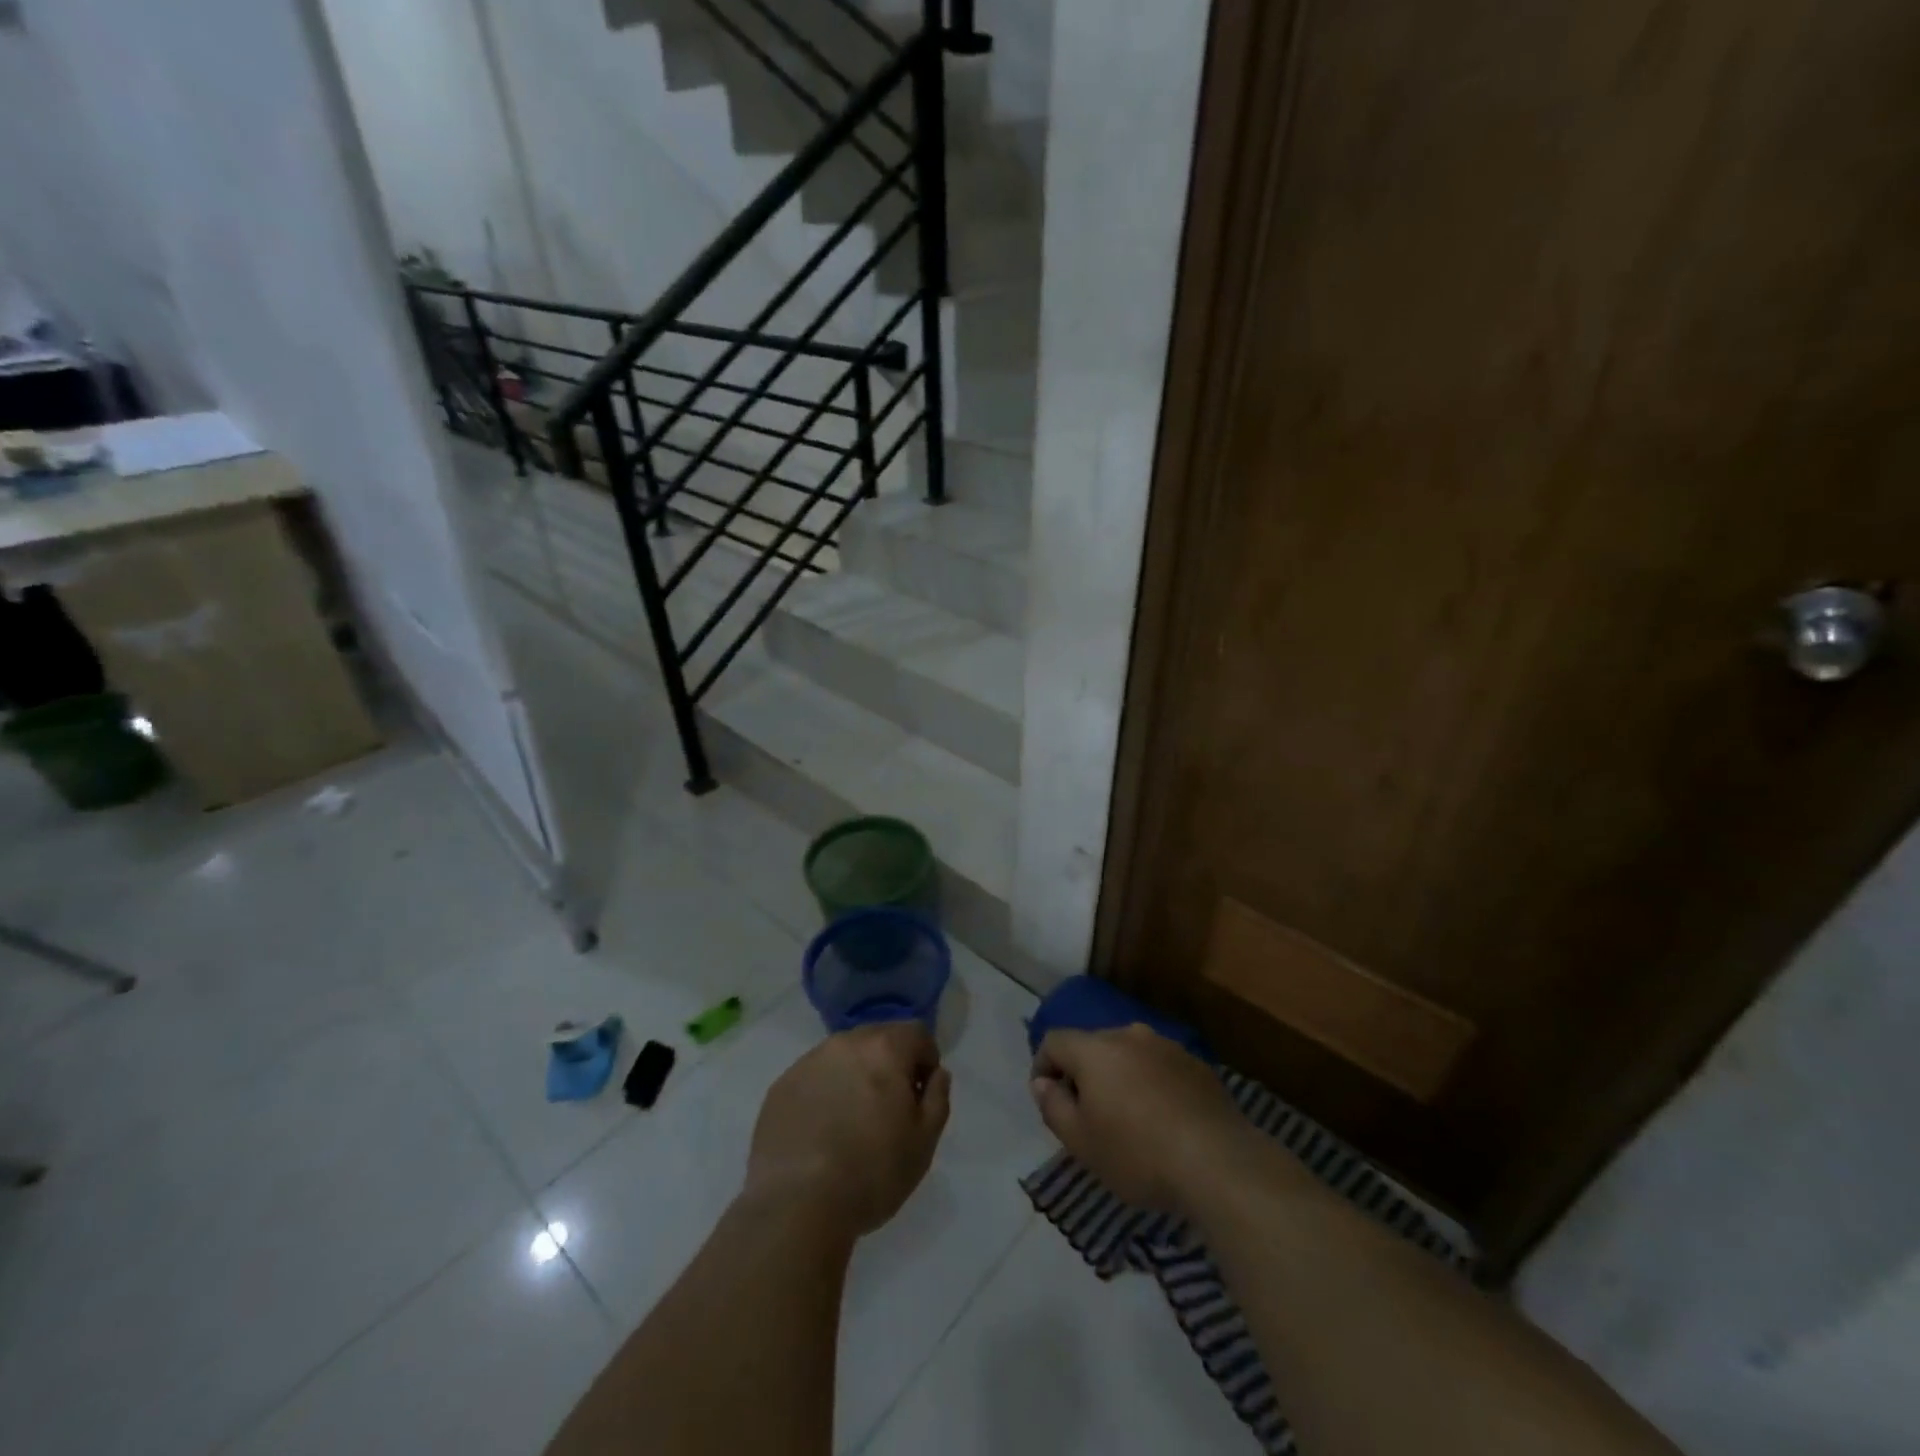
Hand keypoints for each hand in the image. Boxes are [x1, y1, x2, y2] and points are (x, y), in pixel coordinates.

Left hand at [746, 1022, 952, 1238]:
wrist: (796, 1205)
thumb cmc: (872, 1173)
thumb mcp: (924, 1142)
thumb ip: (938, 1098)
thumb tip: (937, 1074)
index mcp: (884, 1049)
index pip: (916, 1033)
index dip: (926, 1060)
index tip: (921, 1095)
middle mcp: (845, 1044)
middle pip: (877, 1039)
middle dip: (890, 1064)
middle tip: (889, 1109)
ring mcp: (807, 1063)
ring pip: (843, 1057)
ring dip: (854, 1077)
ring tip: (851, 1122)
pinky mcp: (780, 1087)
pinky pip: (813, 1078)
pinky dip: (824, 1094)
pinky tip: (821, 1133)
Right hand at [1031, 1024, 1253, 1216]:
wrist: (1219, 1163)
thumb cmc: (1138, 1154)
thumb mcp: (1081, 1142)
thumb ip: (1052, 1106)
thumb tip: (1042, 1083)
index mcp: (1095, 1048)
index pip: (1054, 1040)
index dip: (1042, 1066)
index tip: (1048, 1100)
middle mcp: (1129, 1034)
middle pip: (1092, 1045)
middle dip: (1082, 1074)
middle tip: (1086, 1115)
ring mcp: (1167, 1046)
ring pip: (1128, 1054)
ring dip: (1118, 1078)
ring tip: (1127, 1119)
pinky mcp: (1196, 1064)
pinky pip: (1158, 1067)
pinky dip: (1150, 1085)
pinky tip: (1162, 1120)